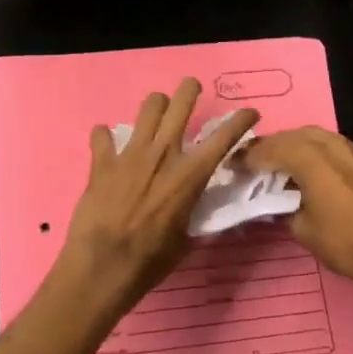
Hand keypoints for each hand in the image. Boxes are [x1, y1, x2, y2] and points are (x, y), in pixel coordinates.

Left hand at [54, 79, 258, 314]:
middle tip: (191, 88)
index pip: (224, 137)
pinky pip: (102, 135)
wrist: (104, 265)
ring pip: (146, 108)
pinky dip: (105, 137)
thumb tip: (193, 205)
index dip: (241, 120)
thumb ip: (191, 211)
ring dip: (154, 105)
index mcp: (190, 174)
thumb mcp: (186, 238)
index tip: (250, 111)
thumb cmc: (151, 260)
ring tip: (155, 111)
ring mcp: (130, 154)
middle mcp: (163, 154)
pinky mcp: (102, 161)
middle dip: (189, 90)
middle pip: (180, 104)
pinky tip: (106, 145)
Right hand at [242, 126, 352, 313]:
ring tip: (279, 165)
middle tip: (254, 163)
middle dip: (270, 147)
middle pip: (291, 136)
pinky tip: (309, 170)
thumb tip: (277, 201)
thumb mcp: (303, 230)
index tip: (234, 167)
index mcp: (309, 158)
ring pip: (313, 136)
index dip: (248, 158)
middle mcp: (330, 144)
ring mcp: (352, 149)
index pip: (269, 150)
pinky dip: (313, 151)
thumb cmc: (348, 243)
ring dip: (292, 145)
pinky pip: (331, 145)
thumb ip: (284, 207)